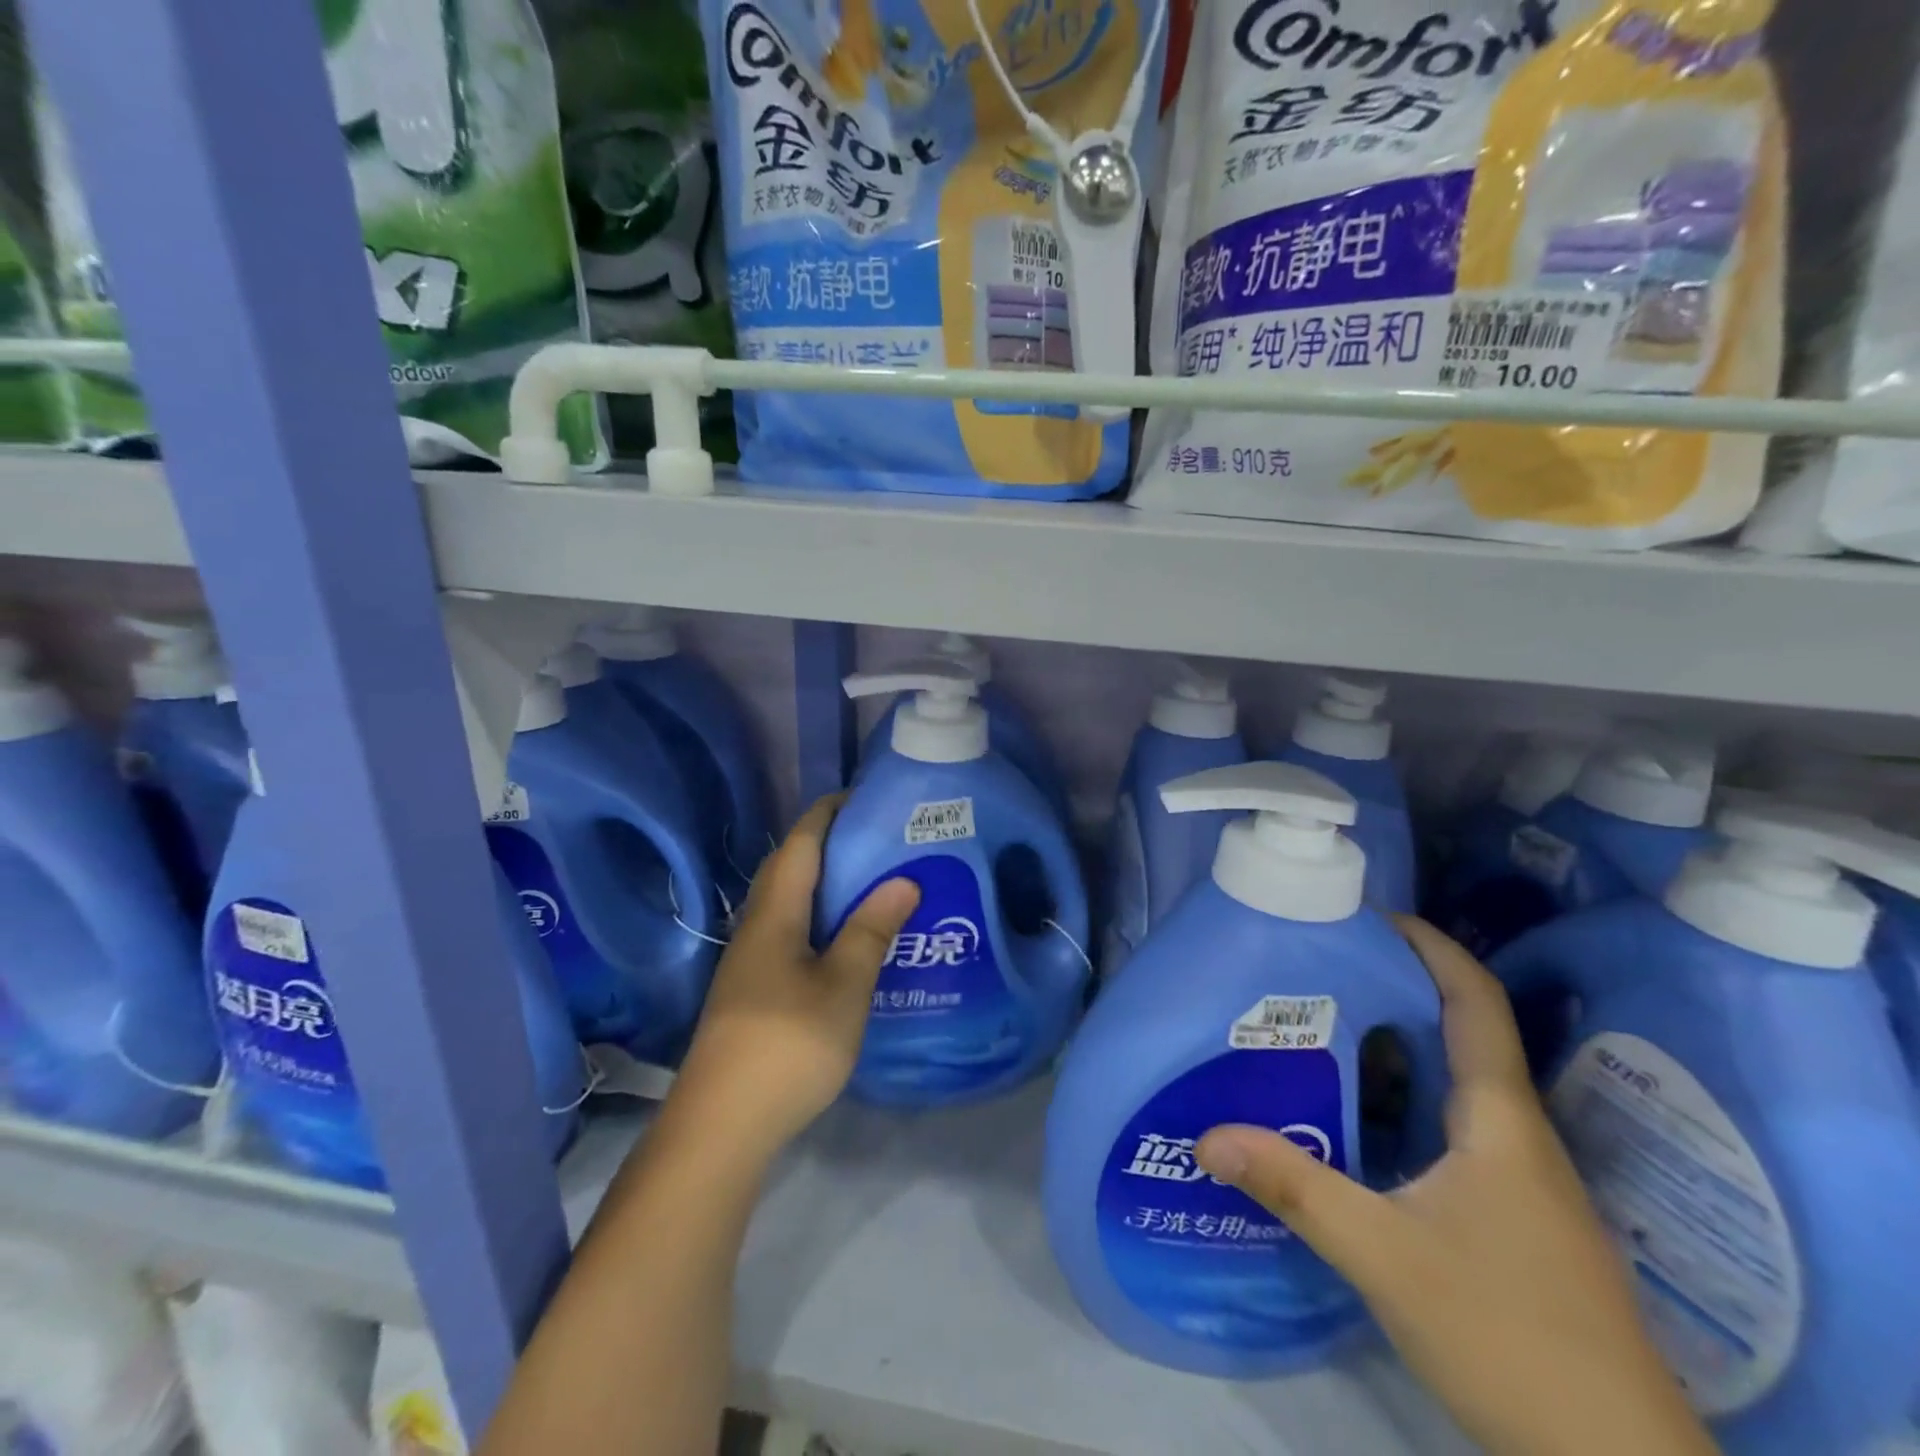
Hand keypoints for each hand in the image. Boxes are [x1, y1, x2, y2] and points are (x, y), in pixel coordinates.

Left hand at [670, 795, 918, 1167]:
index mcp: (775, 914)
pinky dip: (818, 918)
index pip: (800, 843)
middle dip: (829, 843)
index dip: (828, 813)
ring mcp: (749, 961)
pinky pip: (788, 932)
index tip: (866, 798)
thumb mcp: (843, 987)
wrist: (721, 1124)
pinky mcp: (752, 990)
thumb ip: (870, 931)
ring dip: (824, 883)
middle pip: (789, 868)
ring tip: (871, 882)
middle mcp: (756, 927)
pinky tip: (845, 939)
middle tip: (880, 840)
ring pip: (788, 903)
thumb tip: (902, 880)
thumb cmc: (788, 1044)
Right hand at [1195, 918, 1713, 1455]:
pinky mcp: (1513, 1218)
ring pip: (1454, 1085)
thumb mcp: (1385, 1256)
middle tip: (1319, 972)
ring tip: (1322, 1032)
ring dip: (1397, 1048)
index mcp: (1499, 1120)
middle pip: (1461, 1033)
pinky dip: (1404, 1101)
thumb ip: (1294, 1189)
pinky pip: (1452, 1128)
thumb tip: (1205, 1137)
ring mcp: (1520, 1180)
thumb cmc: (1510, 1337)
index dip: (1431, 946)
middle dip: (1395, 990)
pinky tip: (1356, 1122)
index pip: (1475, 1002)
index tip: (1371, 916)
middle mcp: (1515, 1135)